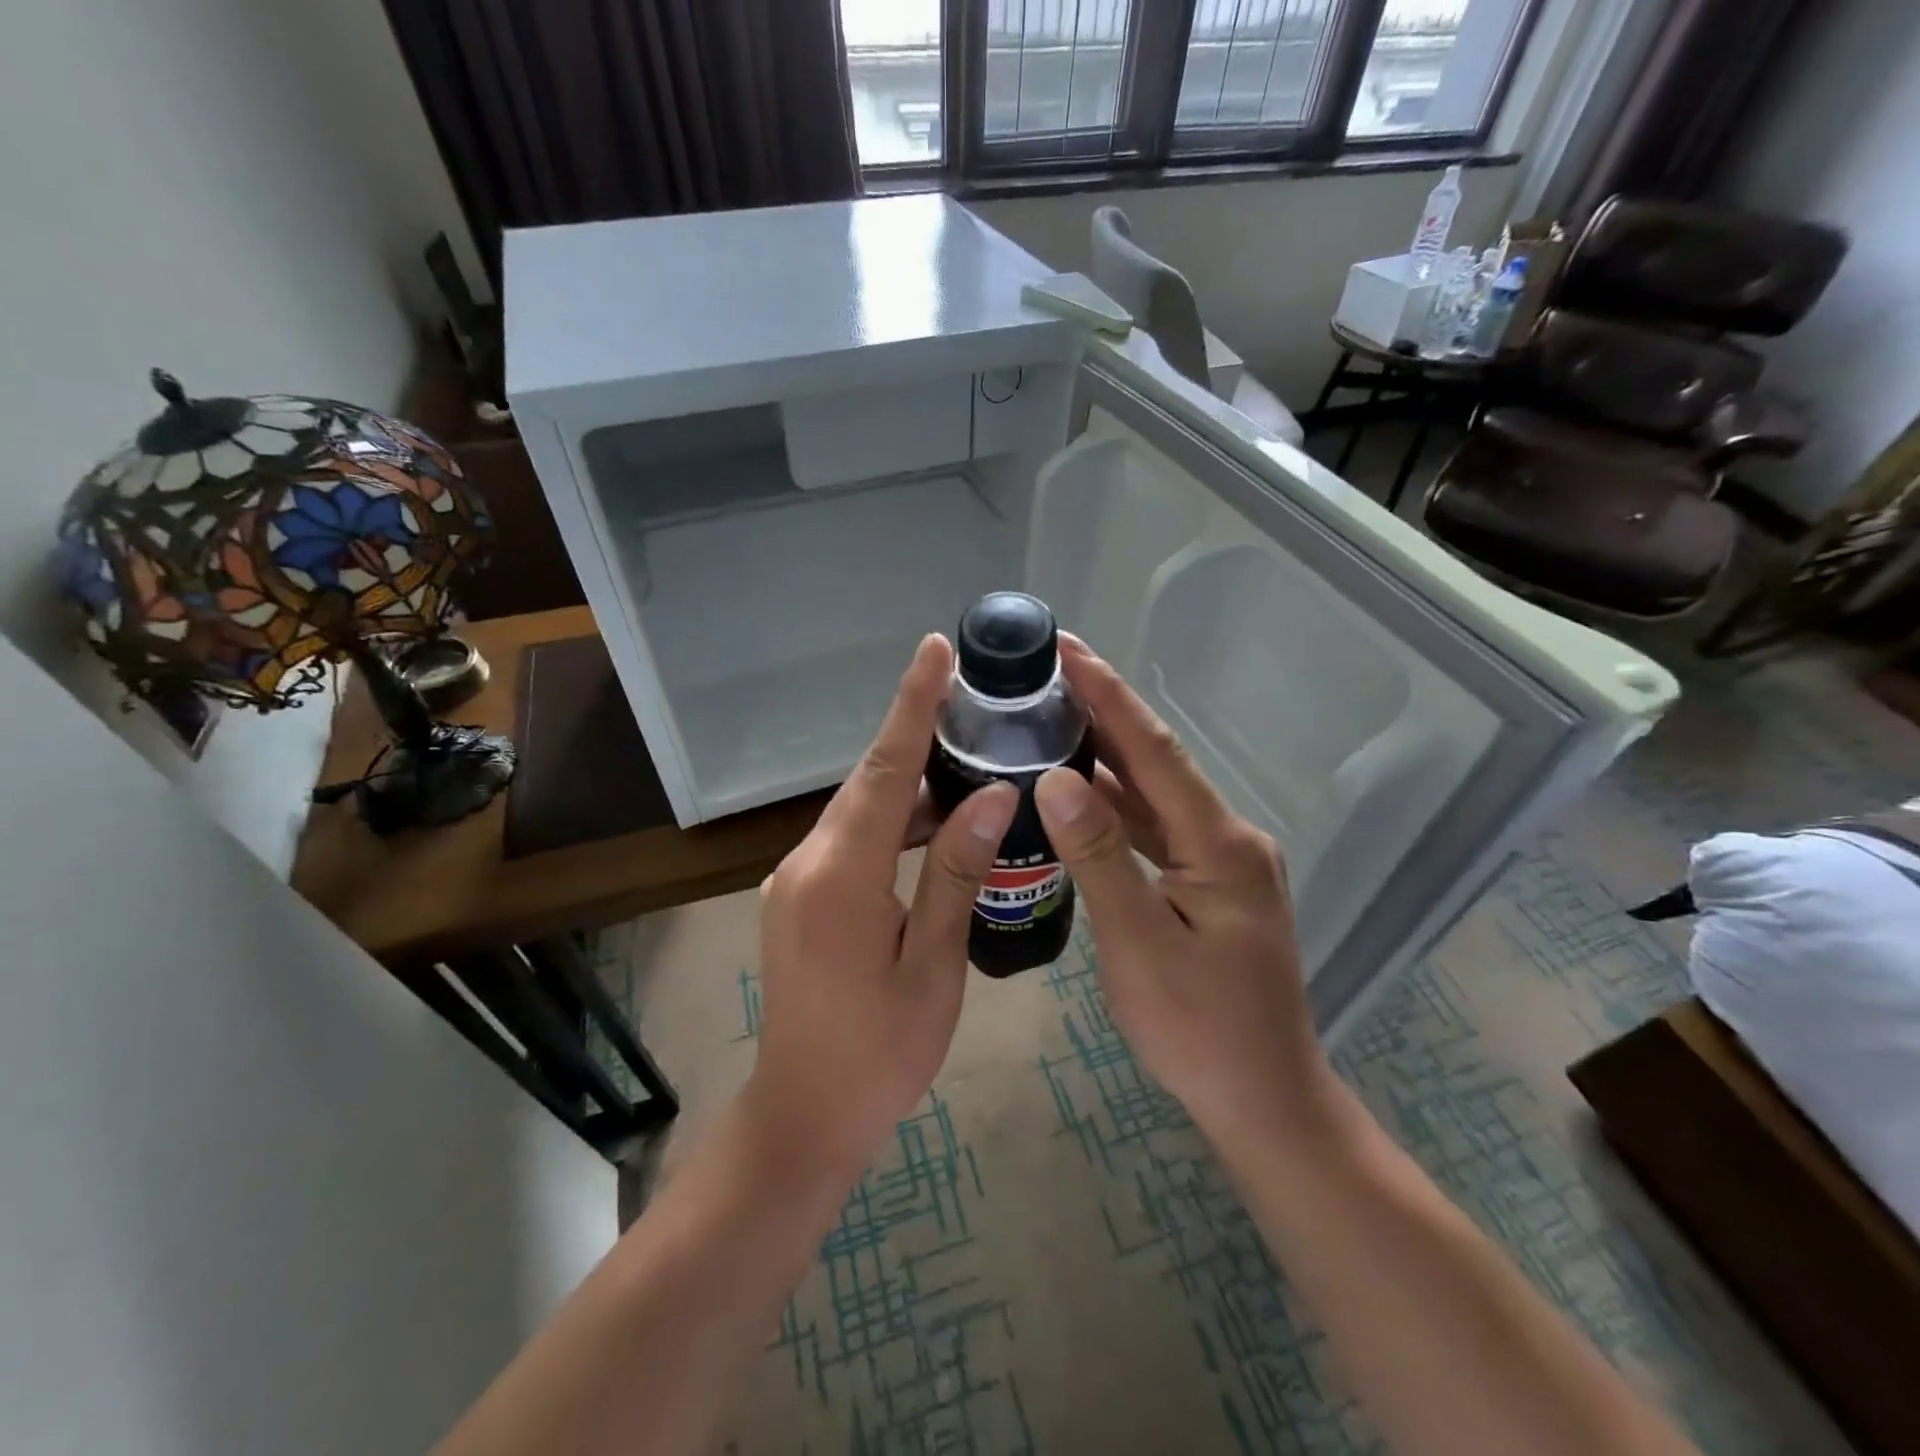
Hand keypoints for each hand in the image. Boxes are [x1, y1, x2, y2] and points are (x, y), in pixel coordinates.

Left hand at [750, 635, 1017, 1177]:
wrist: (804, 1115)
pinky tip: (935, 826)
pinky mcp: (799, 897)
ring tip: (970, 761)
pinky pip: (851, 840)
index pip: (884, 769)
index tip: (935, 651)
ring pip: (861, 811)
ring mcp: (795, 879)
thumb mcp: (933, 964)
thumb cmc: (880, 1053)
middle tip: (974, 704)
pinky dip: (893, 823)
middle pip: (870, 783)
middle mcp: (807, 862)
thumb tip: (994, 795)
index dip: (912, 706)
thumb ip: (956, 872)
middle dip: (917, 737)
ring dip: (910, 785)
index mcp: (840, 876)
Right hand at [1034, 638, 1337, 1148]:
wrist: (1264, 1099)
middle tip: (1053, 671)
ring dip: (1109, 757)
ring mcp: (1223, 862)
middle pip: (1158, 765)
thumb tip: (1057, 777)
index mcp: (1220, 844)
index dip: (1110, 697)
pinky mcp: (1212, 885)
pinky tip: (1081, 792)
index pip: (1155, 753)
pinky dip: (1118, 806)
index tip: (1069, 649)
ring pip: (1157, 797)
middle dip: (1107, 713)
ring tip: (1055, 718)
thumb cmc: (1199, 1029)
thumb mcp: (1139, 942)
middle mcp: (1229, 838)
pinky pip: (1158, 830)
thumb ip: (1100, 855)